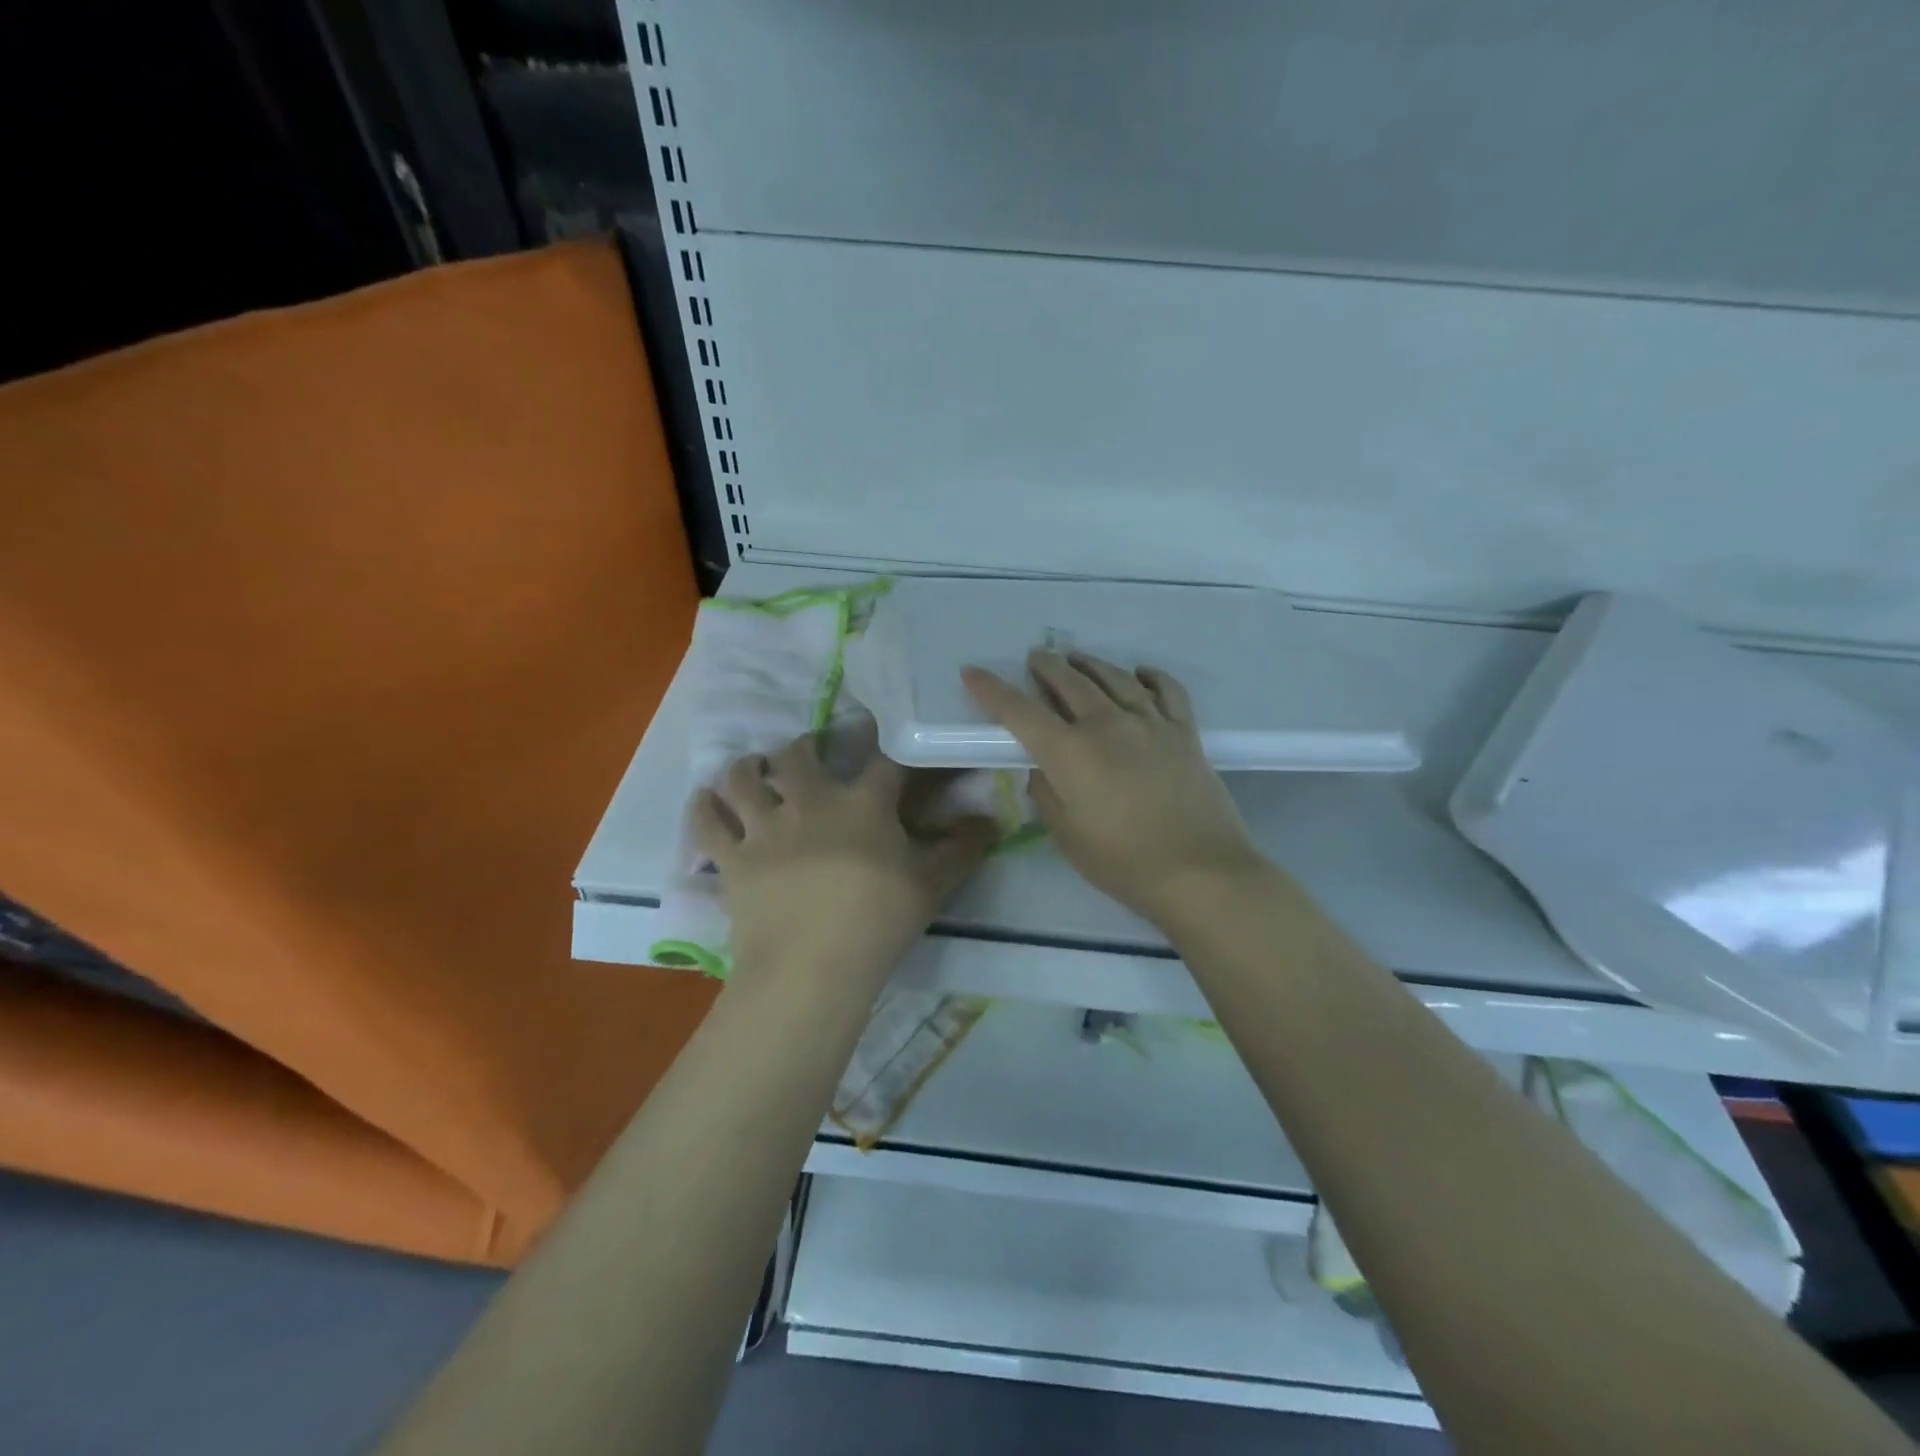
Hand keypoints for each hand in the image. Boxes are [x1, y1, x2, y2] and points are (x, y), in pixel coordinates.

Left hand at [692, 725, 996, 989]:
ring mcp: (765, 827)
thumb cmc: (878, 921)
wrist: (813, 966)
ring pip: (743, 778)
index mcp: (862, 803)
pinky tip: (704, 799)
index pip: (883, 760)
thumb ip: (962, 849)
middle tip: (806, 755)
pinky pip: (706, 823)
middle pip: (798, 754)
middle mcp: (810, 801)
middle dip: (803, 748)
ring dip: (747, 768)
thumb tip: (992, 820)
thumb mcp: (932, 885)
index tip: (891, 738)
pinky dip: (702, 807)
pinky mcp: (733, 858)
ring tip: (752, 770)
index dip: (890, 745)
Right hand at [963, 652, 1266, 929]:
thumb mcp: (1066, 835)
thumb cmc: (1123, 862)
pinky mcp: (1184, 732)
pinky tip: (1140, 673)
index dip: (992, 690)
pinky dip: (1150, 676)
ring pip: (1115, 677)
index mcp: (1070, 752)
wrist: (1199, 871)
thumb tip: (1043, 766)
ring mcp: (1150, 723)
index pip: (1020, 711)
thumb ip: (1046, 793)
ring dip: (1090, 664)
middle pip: (1070, 682)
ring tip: (1077, 658)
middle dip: (1046, 666)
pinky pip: (1167, 689)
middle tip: (1036, 657)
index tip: (972, 672)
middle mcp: (1107, 725)